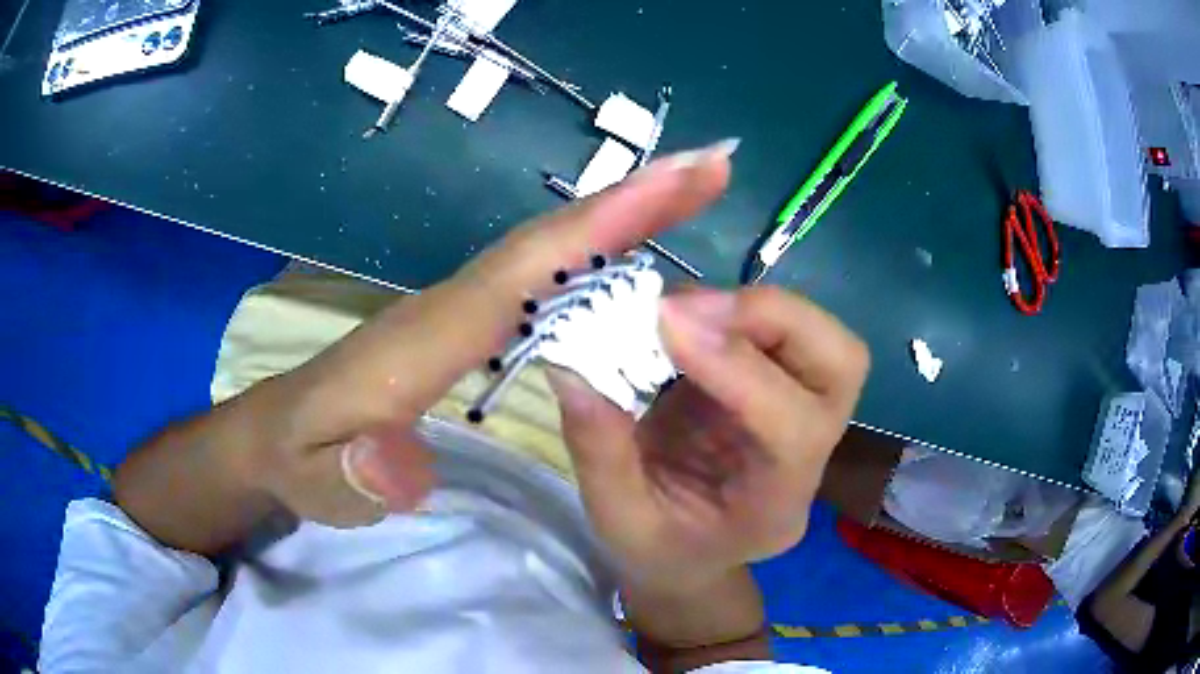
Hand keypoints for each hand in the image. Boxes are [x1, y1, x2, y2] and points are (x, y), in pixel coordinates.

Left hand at [237, 141, 736, 527]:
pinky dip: (591, 254)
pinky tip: (628, 255)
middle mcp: (453, 305)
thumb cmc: (302, 460)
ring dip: (622, 217)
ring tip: (690, 192)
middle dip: (634, 199)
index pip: (526, 267)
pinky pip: (540, 280)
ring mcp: (460, 311)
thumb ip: (355, 474)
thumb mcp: (318, 482)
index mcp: (429, 334)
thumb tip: (401, 460)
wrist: (274, 437)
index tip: (678, 179)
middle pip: (551, 241)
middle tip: (710, 167)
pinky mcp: (464, 325)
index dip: (602, 221)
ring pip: (550, 253)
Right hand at [550, 286, 868, 594]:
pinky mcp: (782, 385)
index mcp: (777, 505)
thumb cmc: (659, 551)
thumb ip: (599, 450)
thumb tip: (571, 367)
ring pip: (822, 338)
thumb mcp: (618, 519)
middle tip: (690, 308)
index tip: (666, 322)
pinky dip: (736, 309)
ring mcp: (804, 414)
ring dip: (756, 308)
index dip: (736, 365)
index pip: (792, 426)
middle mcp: (811, 455)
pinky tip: (687, 317)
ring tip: (682, 309)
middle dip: (772, 318)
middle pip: (842, 365)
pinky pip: (782, 331)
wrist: (688, 555)